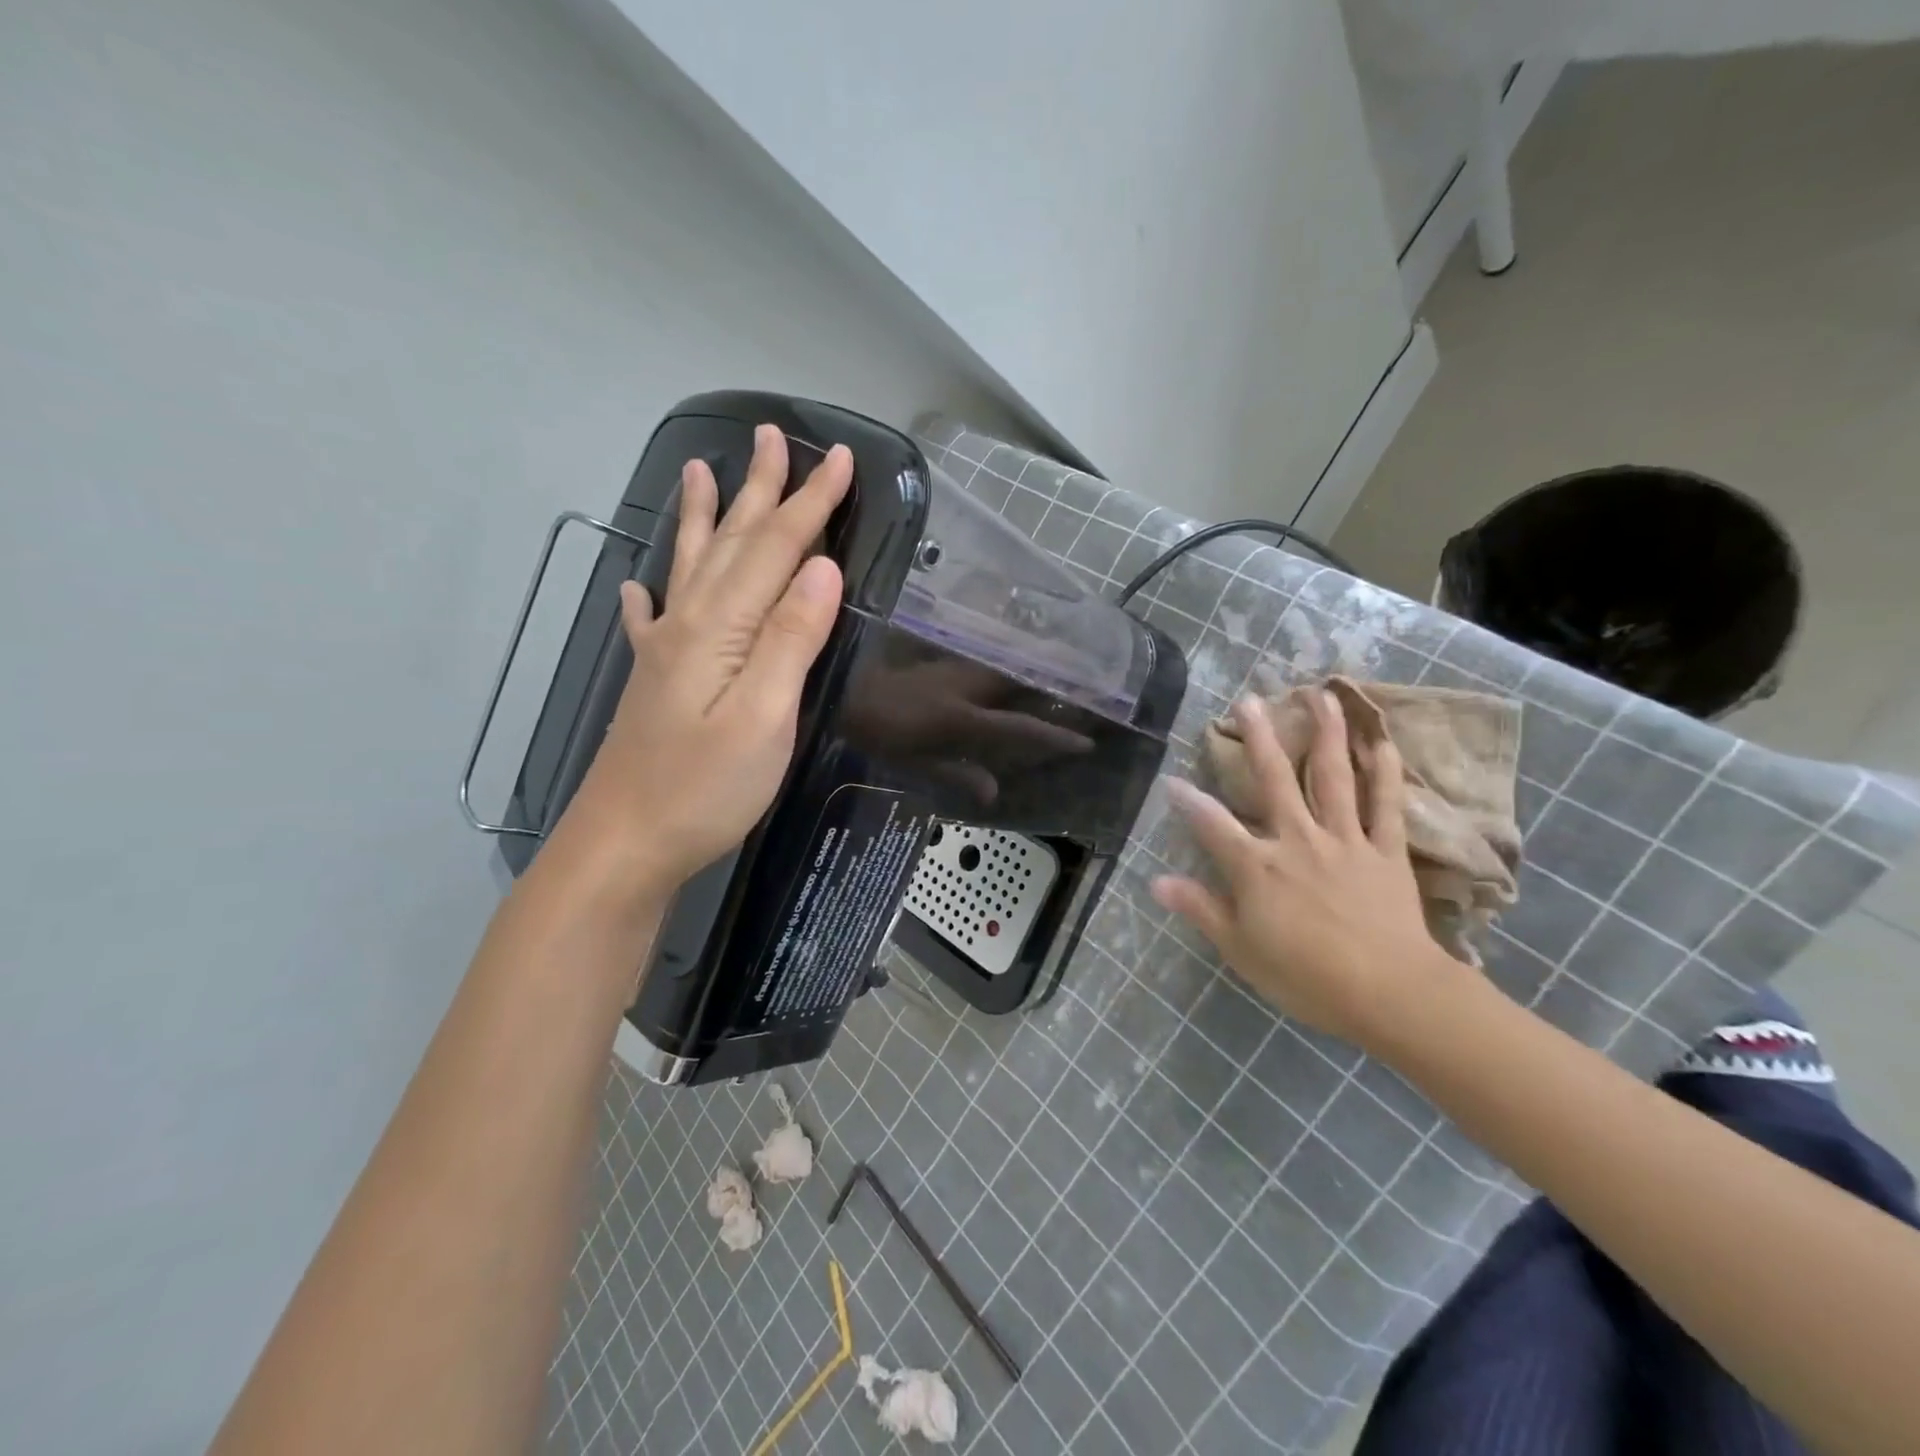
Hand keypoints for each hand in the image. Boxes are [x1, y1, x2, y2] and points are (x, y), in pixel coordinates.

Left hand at [554, 424, 850, 894]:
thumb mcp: (764, 718)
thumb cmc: (704, 789)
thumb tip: (822, 569)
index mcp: (721, 629)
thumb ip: (791, 639)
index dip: (811, 504)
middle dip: (761, 490)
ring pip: (693, 566)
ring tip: (699, 470)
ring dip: (705, 518)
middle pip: (734, 544)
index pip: (777, 551)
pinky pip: (653, 618)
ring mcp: (665, 652)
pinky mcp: (654, 682)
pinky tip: (639, 582)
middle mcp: (688, 624)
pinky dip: (651, 591)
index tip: (840, 460)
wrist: (624, 844)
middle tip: (773, 436)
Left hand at [844, 657, 1092, 803]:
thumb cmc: (873, 733)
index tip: (1087, 742)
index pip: (1017, 728)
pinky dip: (1005, 656)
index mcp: (957, 719)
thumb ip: (954, 775)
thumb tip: (993, 791)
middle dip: (1057, 680)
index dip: (1054, 737)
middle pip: (1021, 681)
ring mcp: (952, 665)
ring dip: (1034, 663)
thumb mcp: (911, 764)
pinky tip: (1017, 651)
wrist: (839, 690)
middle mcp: (963, 686)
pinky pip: (983, 654)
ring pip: (1003, 662)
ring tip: (1067, 661)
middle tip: (1091, 681)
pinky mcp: (941, 654)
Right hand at [1150, 691, 1455, 1052]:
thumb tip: (1157, 881)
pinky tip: (1381, 741)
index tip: (1170, 780)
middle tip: (1248, 700)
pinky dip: (1385, 772)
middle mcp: (1297, 839)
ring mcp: (1345, 840)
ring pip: (1332, 777)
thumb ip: (1200, 909)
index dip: (1188, 801)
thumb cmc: (1306, 976)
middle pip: (1274, 779)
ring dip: (1324, 733)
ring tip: (1319, 695)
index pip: (1212, 824)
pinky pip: (1385, 805)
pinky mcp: (1385, 851)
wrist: (1390, 993)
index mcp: (1258, 865)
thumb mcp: (1240, 949)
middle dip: (1258, 738)